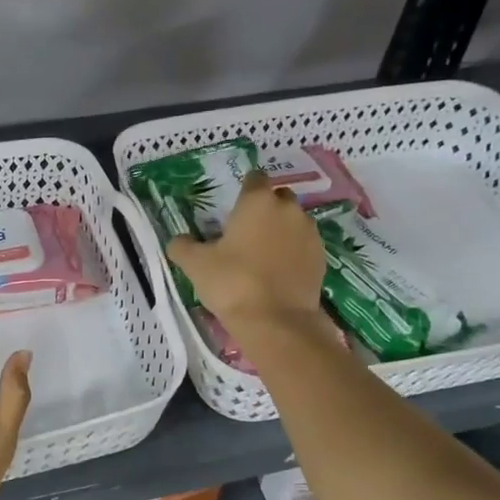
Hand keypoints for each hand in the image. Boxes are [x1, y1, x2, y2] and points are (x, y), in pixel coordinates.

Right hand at [167, 172, 326, 335]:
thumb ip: (183, 246)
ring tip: (262, 255)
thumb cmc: (232, 283)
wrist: (276, 321)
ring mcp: (309, 233)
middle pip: (278, 198)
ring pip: (294, 222)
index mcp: (257, 201)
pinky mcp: (321, 258)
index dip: (244, 189)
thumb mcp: (195, 264)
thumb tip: (177, 240)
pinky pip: (304, 246)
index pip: (254, 178)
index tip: (233, 206)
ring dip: (281, 231)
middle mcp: (288, 209)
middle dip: (265, 209)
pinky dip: (293, 253)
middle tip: (245, 232)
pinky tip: (278, 272)